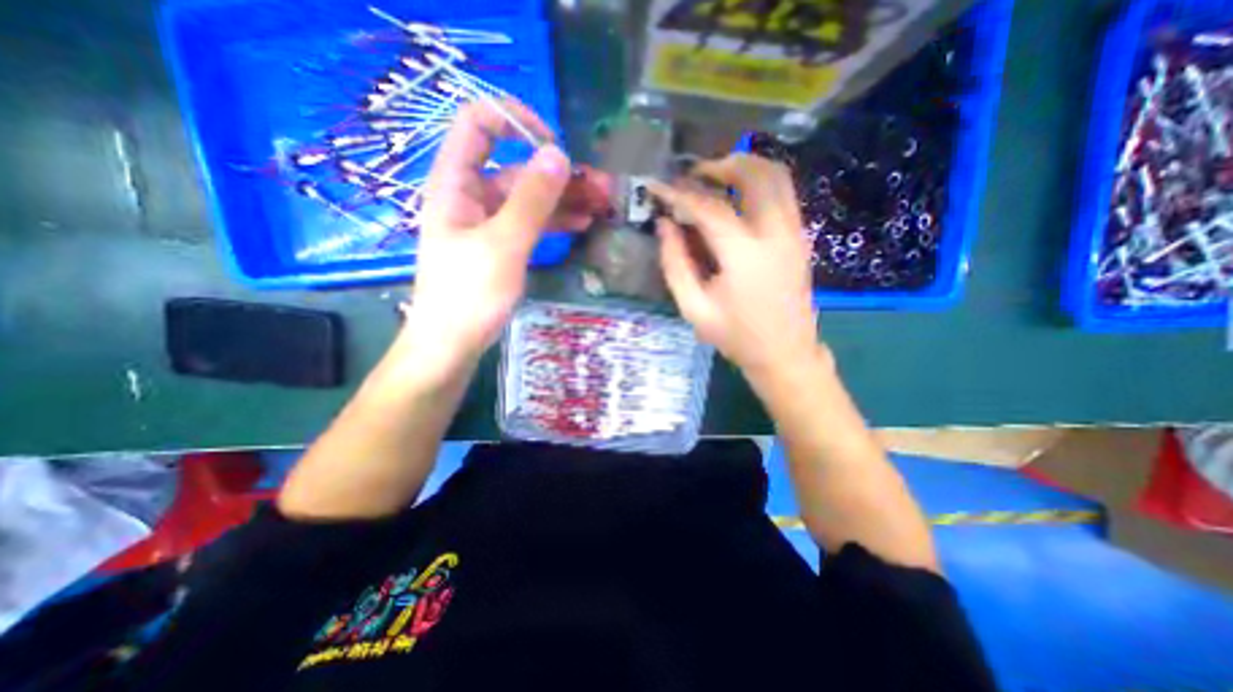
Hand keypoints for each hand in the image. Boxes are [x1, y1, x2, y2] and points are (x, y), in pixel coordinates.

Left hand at [403, 98, 614, 372]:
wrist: (453, 343)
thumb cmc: (469, 294)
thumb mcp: (503, 244)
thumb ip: (531, 200)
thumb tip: (558, 155)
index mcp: (456, 183)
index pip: (479, 124)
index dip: (516, 121)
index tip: (554, 146)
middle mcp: (470, 195)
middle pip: (515, 167)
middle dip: (558, 174)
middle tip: (600, 187)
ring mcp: (487, 221)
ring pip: (528, 198)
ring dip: (563, 199)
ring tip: (600, 206)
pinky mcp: (500, 244)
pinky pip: (529, 222)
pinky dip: (554, 221)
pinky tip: (581, 224)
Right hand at [647, 155, 816, 377]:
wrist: (785, 352)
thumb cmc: (736, 336)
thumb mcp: (694, 308)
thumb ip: (675, 263)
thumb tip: (664, 224)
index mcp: (744, 255)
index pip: (708, 207)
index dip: (678, 193)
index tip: (656, 187)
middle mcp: (775, 233)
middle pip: (754, 174)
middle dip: (720, 165)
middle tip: (692, 176)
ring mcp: (794, 232)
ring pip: (776, 175)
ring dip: (744, 167)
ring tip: (714, 179)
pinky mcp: (800, 236)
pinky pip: (783, 192)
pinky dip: (758, 181)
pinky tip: (737, 198)